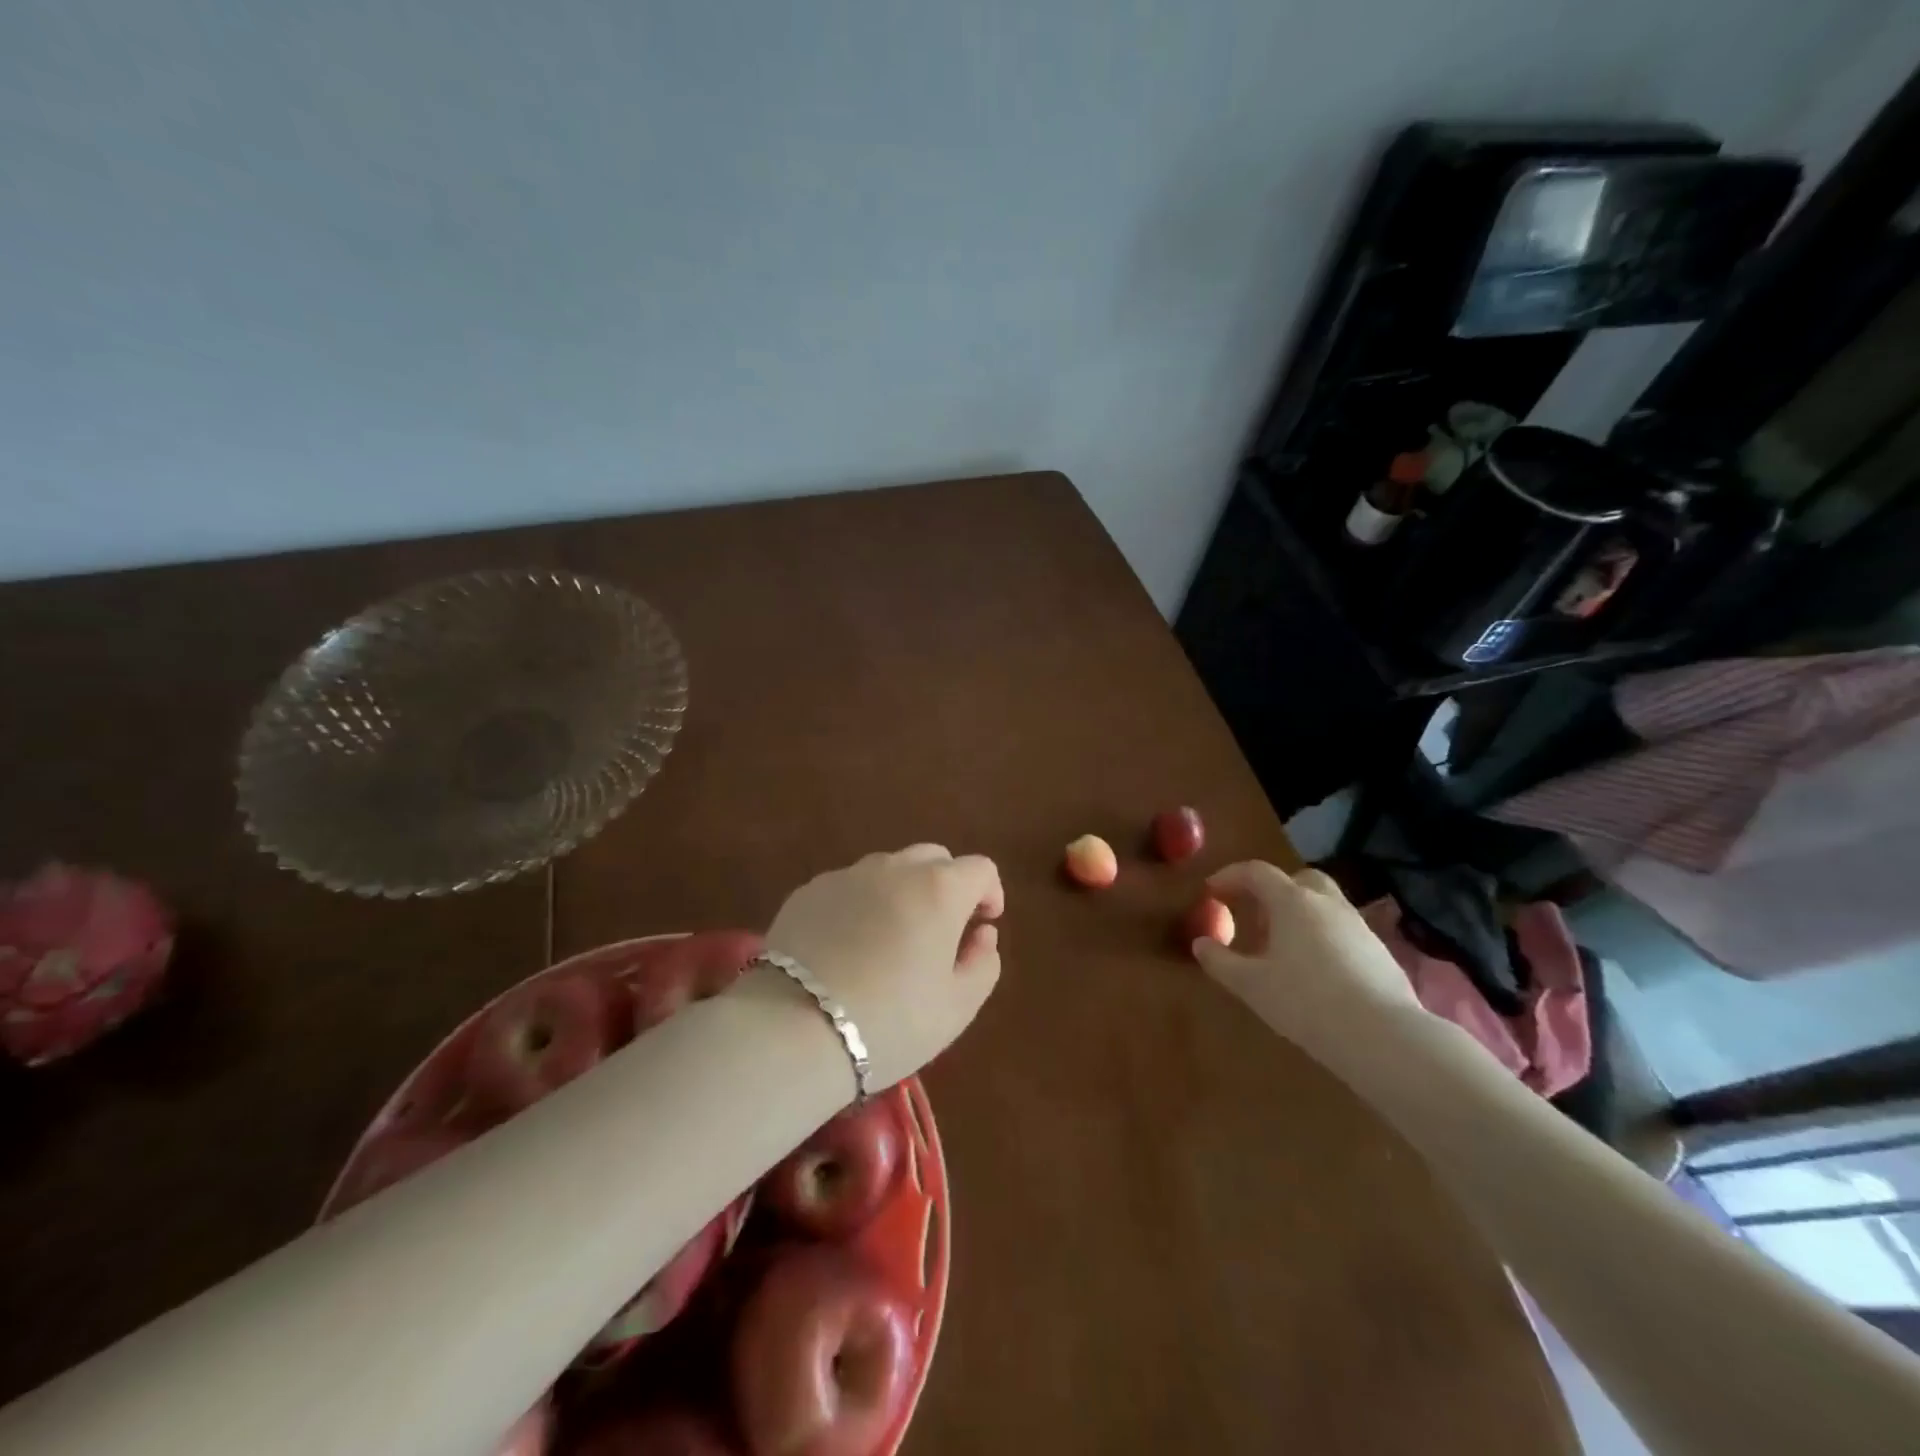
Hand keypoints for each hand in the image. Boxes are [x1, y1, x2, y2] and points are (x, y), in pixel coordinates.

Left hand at [762, 845, 1004, 1088]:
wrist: (793, 1030)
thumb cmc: (890, 1021)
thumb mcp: (957, 1007)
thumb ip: (983, 963)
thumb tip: (982, 934)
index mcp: (939, 888)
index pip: (980, 869)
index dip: (989, 894)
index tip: (982, 925)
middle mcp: (894, 868)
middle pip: (933, 858)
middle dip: (947, 886)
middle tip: (940, 932)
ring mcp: (846, 875)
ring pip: (888, 869)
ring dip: (902, 892)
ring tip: (890, 940)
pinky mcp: (808, 892)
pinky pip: (848, 887)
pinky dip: (860, 905)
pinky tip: (846, 948)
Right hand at [1193, 862, 1424, 1070]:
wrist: (1383, 1037)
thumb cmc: (1305, 1002)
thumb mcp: (1250, 985)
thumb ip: (1220, 961)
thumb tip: (1201, 944)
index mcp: (1292, 901)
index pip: (1256, 872)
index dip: (1230, 876)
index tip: (1212, 890)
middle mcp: (1327, 903)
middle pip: (1299, 879)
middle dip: (1273, 890)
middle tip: (1255, 916)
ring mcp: (1358, 926)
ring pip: (1324, 905)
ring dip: (1299, 915)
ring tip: (1282, 948)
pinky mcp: (1380, 952)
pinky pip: (1342, 931)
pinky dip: (1322, 937)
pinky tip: (1315, 971)